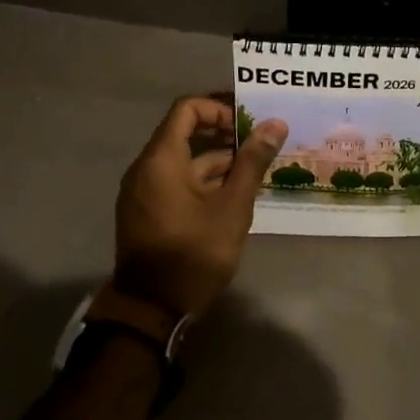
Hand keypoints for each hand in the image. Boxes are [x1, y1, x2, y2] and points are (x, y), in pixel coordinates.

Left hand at [113, 96, 286, 318]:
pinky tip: (232, 194)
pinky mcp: (147, 212)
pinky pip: (175, 181)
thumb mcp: (232, 206)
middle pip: (184, 132)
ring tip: (253, 170)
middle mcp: (146, 168)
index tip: (246, 125)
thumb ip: (252, 161)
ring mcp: (143, 192)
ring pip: (183, 160)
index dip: (218, 109)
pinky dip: (202, 180)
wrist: (152, 310)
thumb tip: (275, 123)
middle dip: (223, 134)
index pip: (187, 109)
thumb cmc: (194, 252)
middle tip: (258, 144)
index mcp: (161, 159)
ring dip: (216, 160)